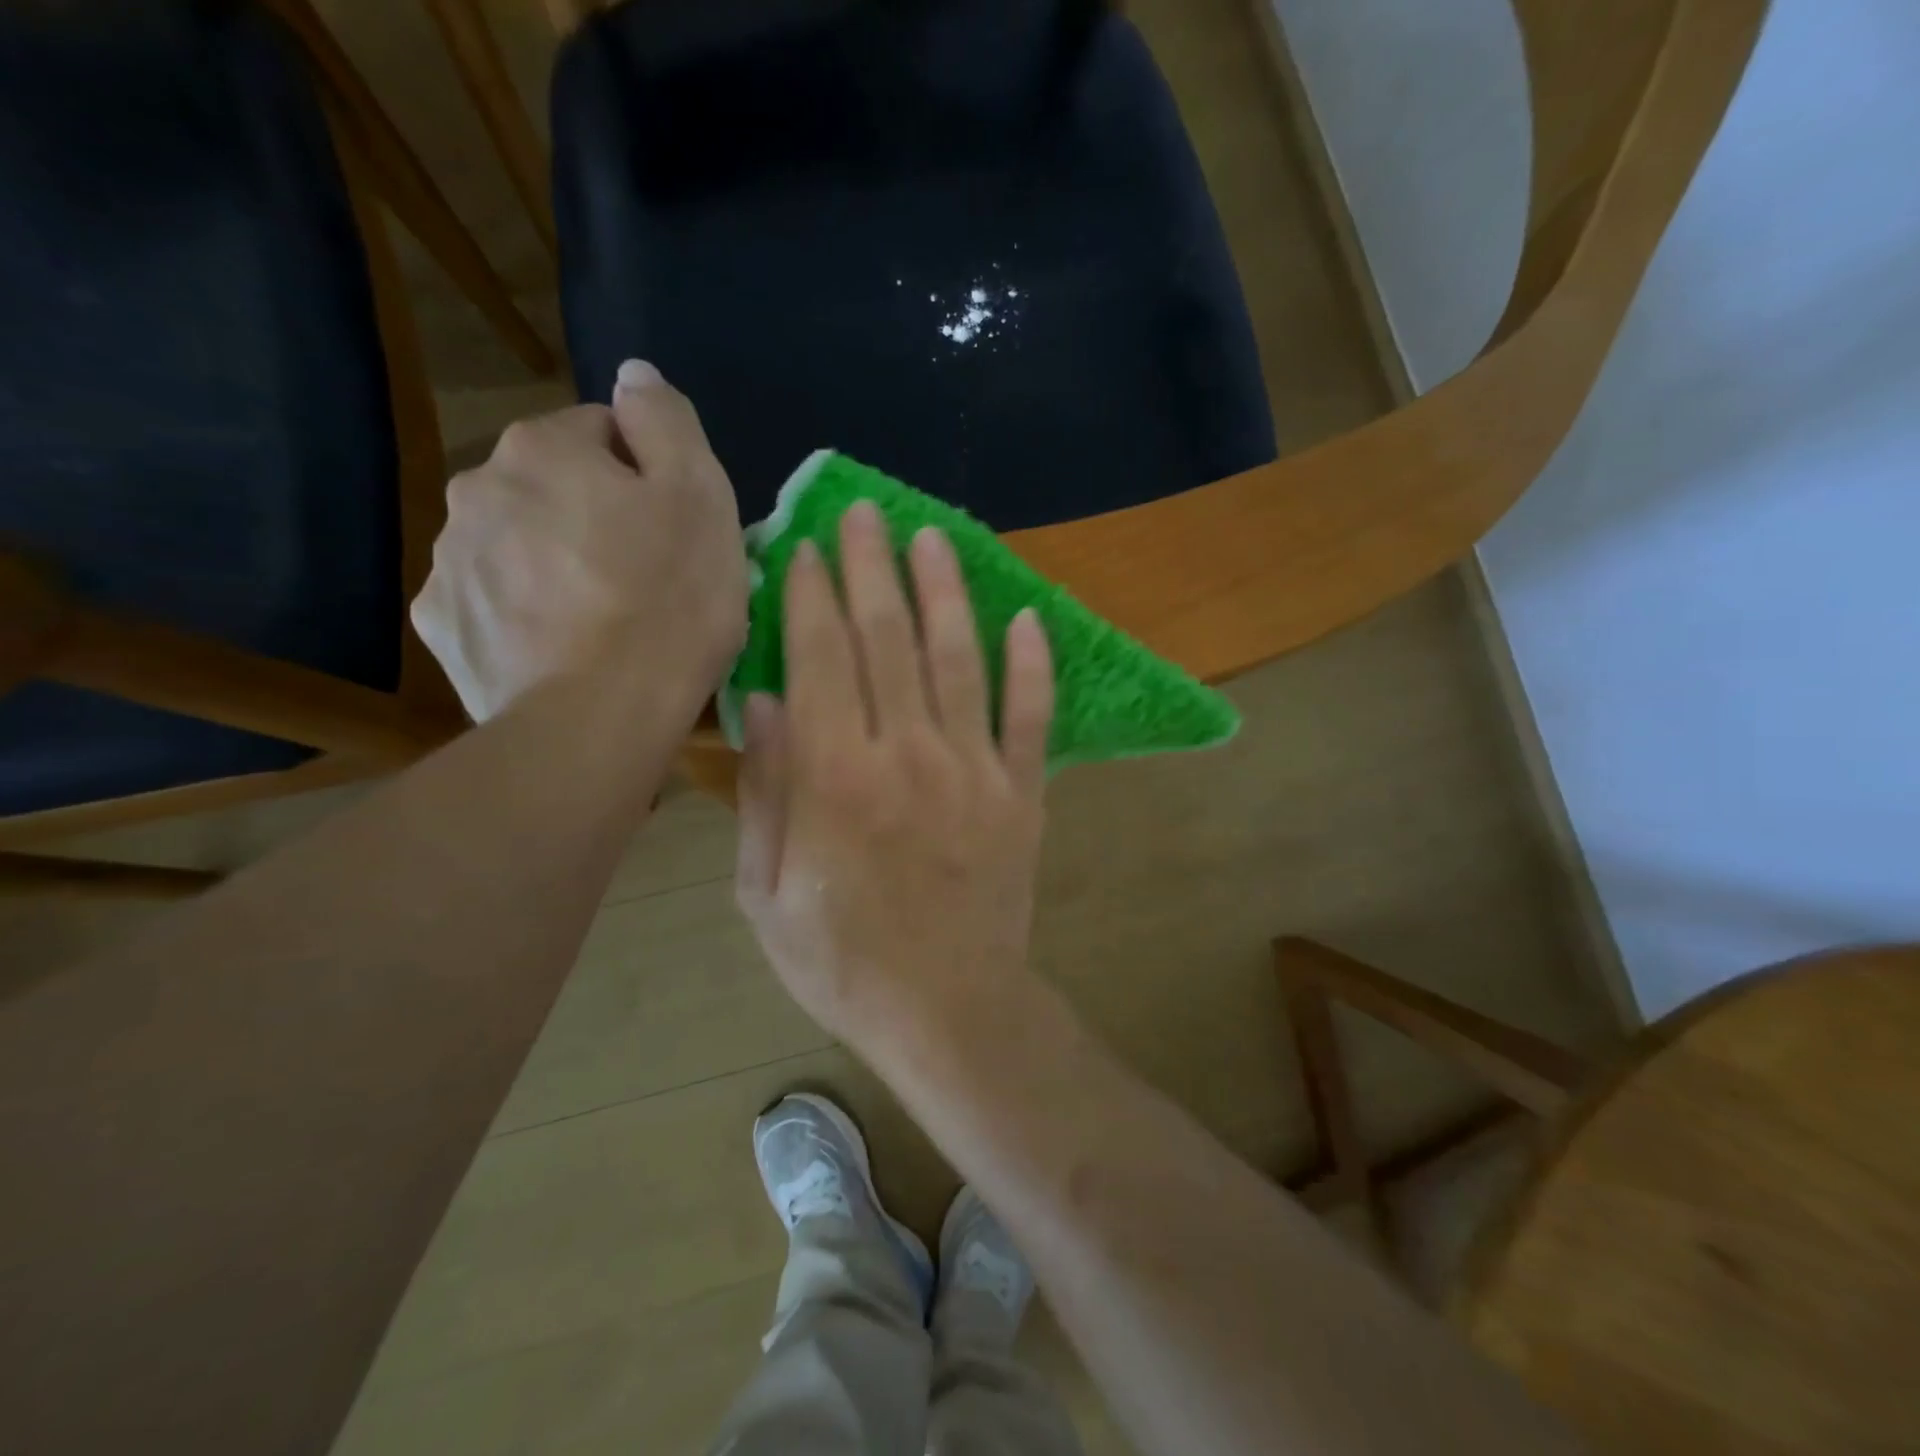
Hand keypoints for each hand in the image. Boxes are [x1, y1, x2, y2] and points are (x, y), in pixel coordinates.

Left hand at [412, 360, 746, 722]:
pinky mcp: (445, 626)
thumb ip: (666, 420)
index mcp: (543, 449)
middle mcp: (479, 489)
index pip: (603, 432)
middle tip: (647, 579)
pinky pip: (496, 601)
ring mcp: (451, 561)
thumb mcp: (700, 496)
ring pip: (522, 544)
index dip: (650, 477)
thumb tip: (633, 374)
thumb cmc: (667, 602)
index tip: (677, 530)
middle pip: (556, 489)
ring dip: (560, 564)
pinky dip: (527, 613)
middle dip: (597, 518)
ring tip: (608, 622)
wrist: (597, 719)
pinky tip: (565, 649)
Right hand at [734, 499, 1054, 1050]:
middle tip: (864, 512)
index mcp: (835, 776)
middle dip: (872, 567)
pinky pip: (1030, 716)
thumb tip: (766, 702)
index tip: (807, 548)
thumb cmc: (842, 959)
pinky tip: (1026, 617)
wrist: (947, 1009)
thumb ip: (766, 792)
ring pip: (958, 660)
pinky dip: (1031, 665)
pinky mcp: (1023, 793)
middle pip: (887, 639)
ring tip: (932, 537)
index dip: (813, 595)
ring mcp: (974, 770)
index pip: (822, 657)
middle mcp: (906, 753)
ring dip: (944, 592)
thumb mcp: (766, 892)